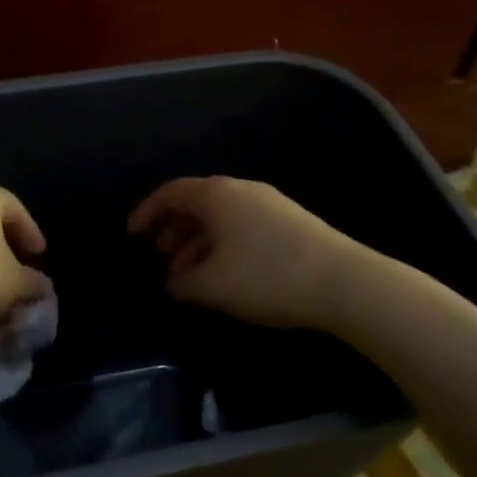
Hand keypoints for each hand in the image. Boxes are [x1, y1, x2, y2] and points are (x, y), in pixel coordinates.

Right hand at [127, 176, 360, 329]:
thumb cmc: (266, 277)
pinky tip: (225, 275)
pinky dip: (223, 246)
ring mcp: (269, 204)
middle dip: (173, 230)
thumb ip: (182, 283)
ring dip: (198, 243)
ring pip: (220, 218)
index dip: (146, 212)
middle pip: (196, 203)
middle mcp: (241, 190)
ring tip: (191, 276)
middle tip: (161, 259)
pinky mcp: (290, 222)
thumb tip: (174, 282)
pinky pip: (242, 227)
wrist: (344, 282)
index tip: (132, 235)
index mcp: (217, 195)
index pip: (171, 193)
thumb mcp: (211, 286)